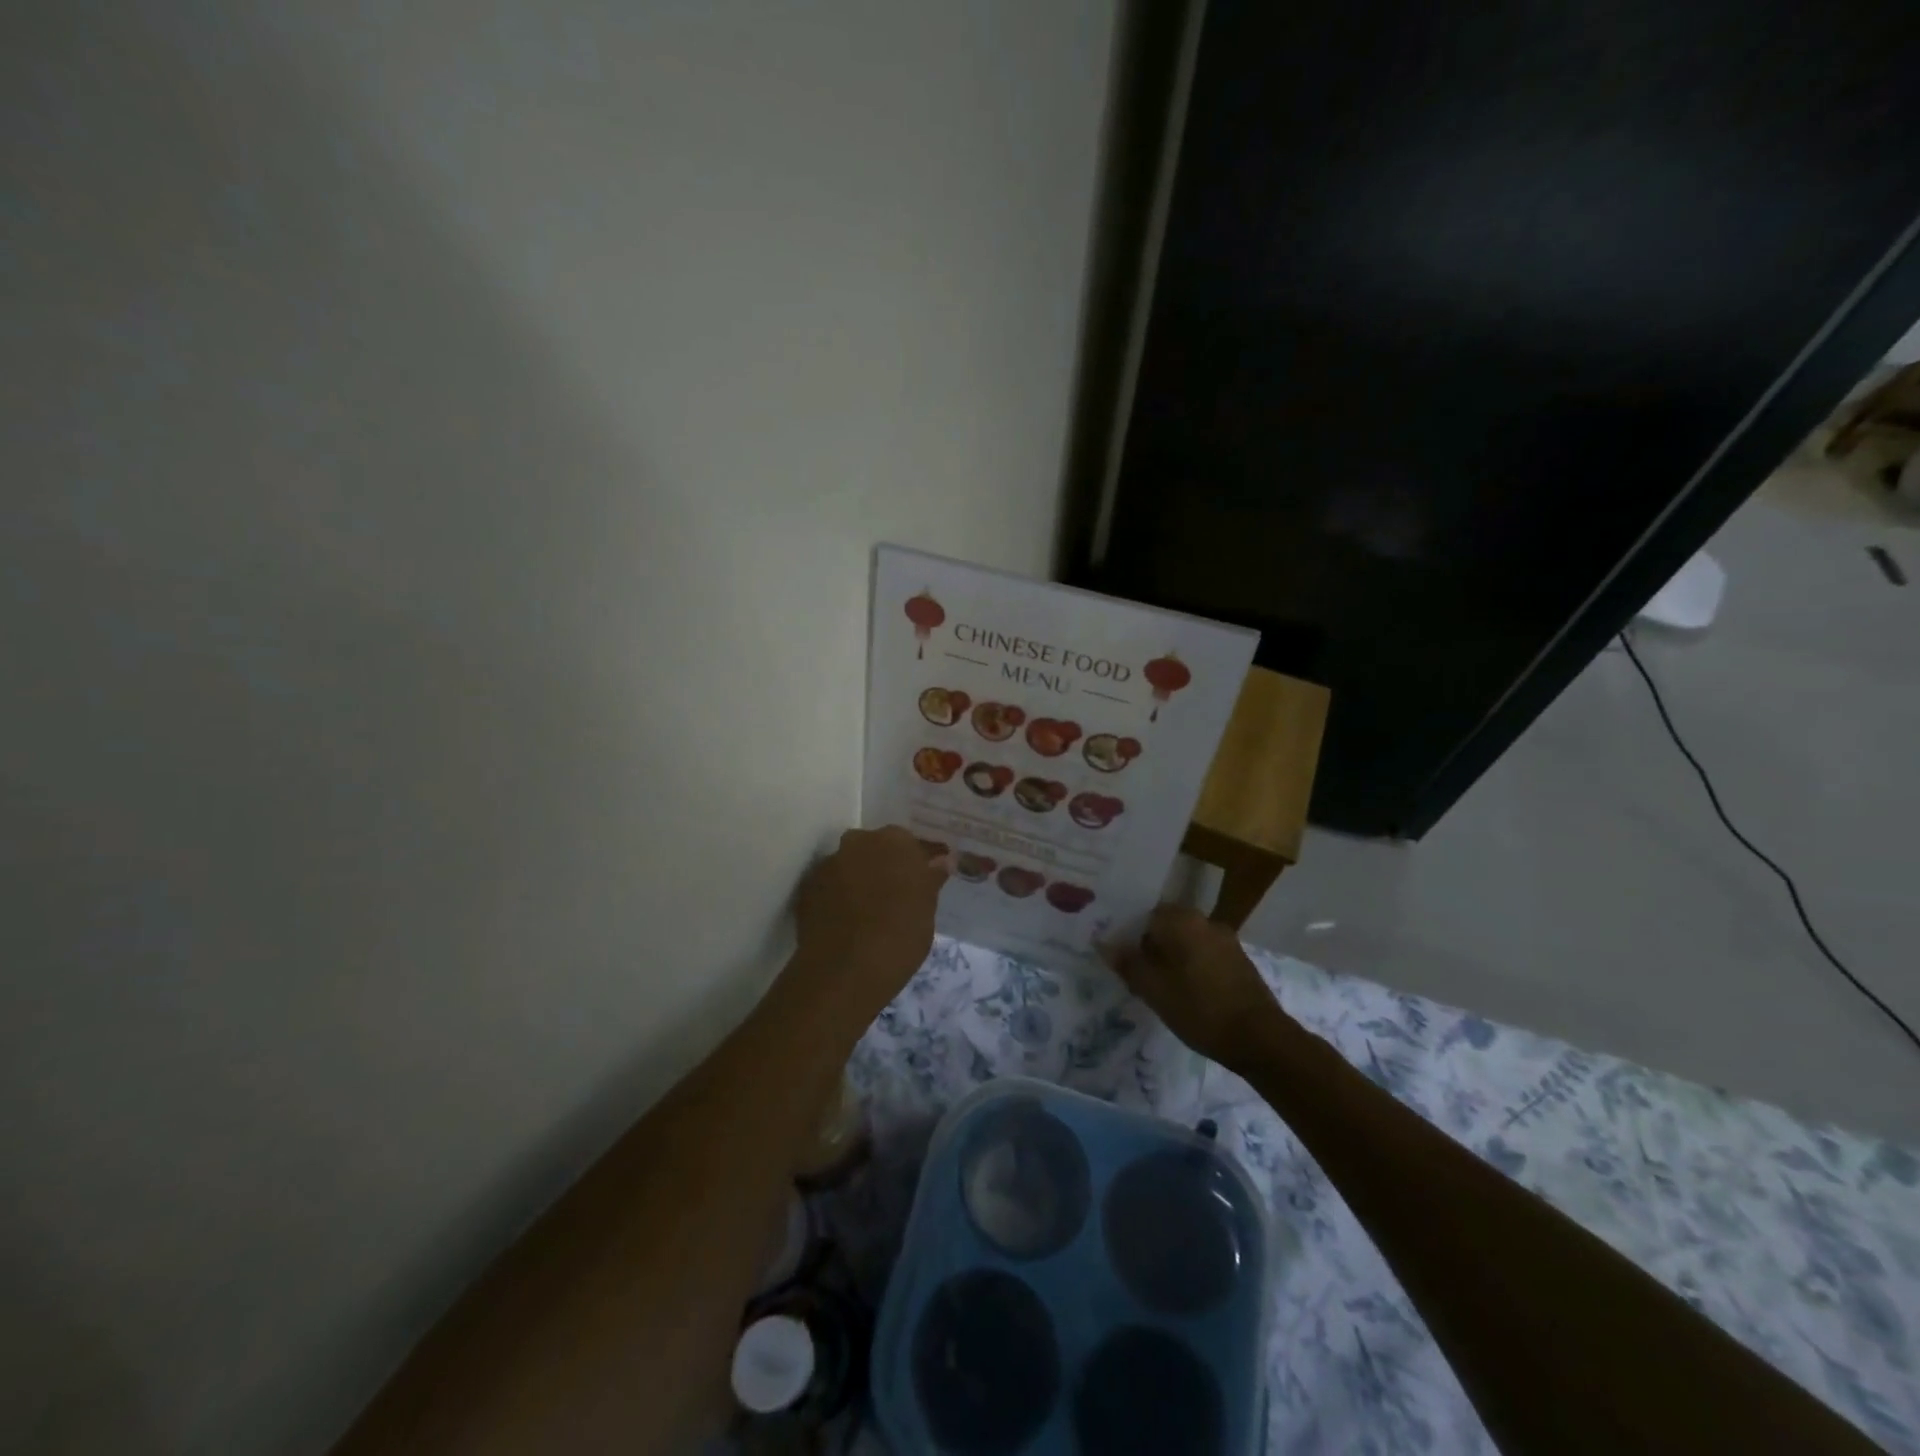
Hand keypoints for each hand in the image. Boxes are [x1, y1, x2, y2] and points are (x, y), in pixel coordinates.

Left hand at [787, 826, 949, 1028]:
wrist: (844, 971)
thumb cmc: (900, 937)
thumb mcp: (927, 909)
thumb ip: (931, 879)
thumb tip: (941, 860)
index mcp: (895, 841)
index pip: (910, 844)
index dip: (916, 864)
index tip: (921, 883)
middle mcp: (859, 842)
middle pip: (875, 849)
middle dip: (884, 866)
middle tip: (895, 897)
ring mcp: (829, 863)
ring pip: (850, 866)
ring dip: (859, 880)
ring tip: (868, 912)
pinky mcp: (806, 888)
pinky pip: (830, 886)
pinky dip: (837, 897)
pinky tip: (845, 922)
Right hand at [1103, 905, 1289, 1070]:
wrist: (1260, 1038)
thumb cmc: (1199, 1009)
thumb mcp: (1153, 990)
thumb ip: (1128, 964)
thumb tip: (1105, 944)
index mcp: (1182, 920)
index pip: (1145, 916)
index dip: (1130, 938)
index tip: (1123, 962)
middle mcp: (1205, 921)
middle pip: (1167, 928)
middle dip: (1151, 949)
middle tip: (1139, 978)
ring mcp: (1226, 940)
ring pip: (1187, 942)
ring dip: (1173, 959)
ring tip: (1162, 990)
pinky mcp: (1240, 961)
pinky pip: (1205, 955)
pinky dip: (1193, 968)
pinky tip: (1189, 994)